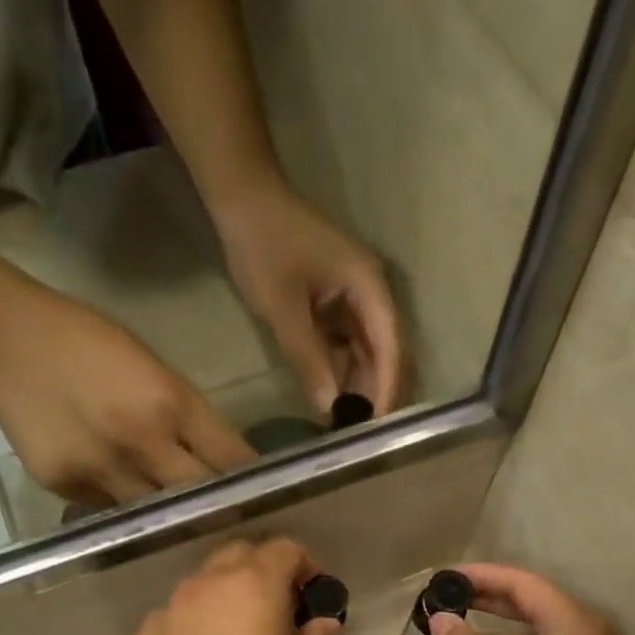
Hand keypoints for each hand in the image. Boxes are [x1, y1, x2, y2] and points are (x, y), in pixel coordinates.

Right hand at [0, 283, 254, 505]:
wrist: (3, 337)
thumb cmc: (87, 339)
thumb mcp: (153, 366)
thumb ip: (188, 416)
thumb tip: (219, 460)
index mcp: (170, 403)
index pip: (229, 459)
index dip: (250, 482)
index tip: (265, 497)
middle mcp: (140, 443)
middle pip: (197, 496)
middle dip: (217, 509)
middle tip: (231, 521)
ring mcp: (100, 470)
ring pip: (153, 514)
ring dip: (170, 516)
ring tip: (181, 522)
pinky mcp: (64, 486)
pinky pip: (109, 510)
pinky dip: (123, 507)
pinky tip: (123, 498)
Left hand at [104, 539, 343, 634]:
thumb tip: (322, 621)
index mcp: (249, 591)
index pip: (282, 549)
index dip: (305, 565)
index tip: (312, 594)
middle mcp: (196, 591)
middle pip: (233, 558)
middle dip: (259, 575)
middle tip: (273, 616)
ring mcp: (153, 620)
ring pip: (193, 597)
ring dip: (216, 610)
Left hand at [214, 177, 406, 414]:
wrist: (243, 198)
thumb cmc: (264, 246)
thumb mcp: (283, 308)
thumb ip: (308, 358)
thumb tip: (330, 407)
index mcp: (370, 287)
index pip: (391, 347)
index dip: (388, 388)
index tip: (380, 427)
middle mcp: (372, 294)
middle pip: (387, 352)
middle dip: (378, 393)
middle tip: (364, 436)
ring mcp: (355, 299)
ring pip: (368, 353)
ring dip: (359, 386)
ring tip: (348, 424)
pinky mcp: (337, 304)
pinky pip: (348, 345)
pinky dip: (342, 371)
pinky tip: (332, 398)